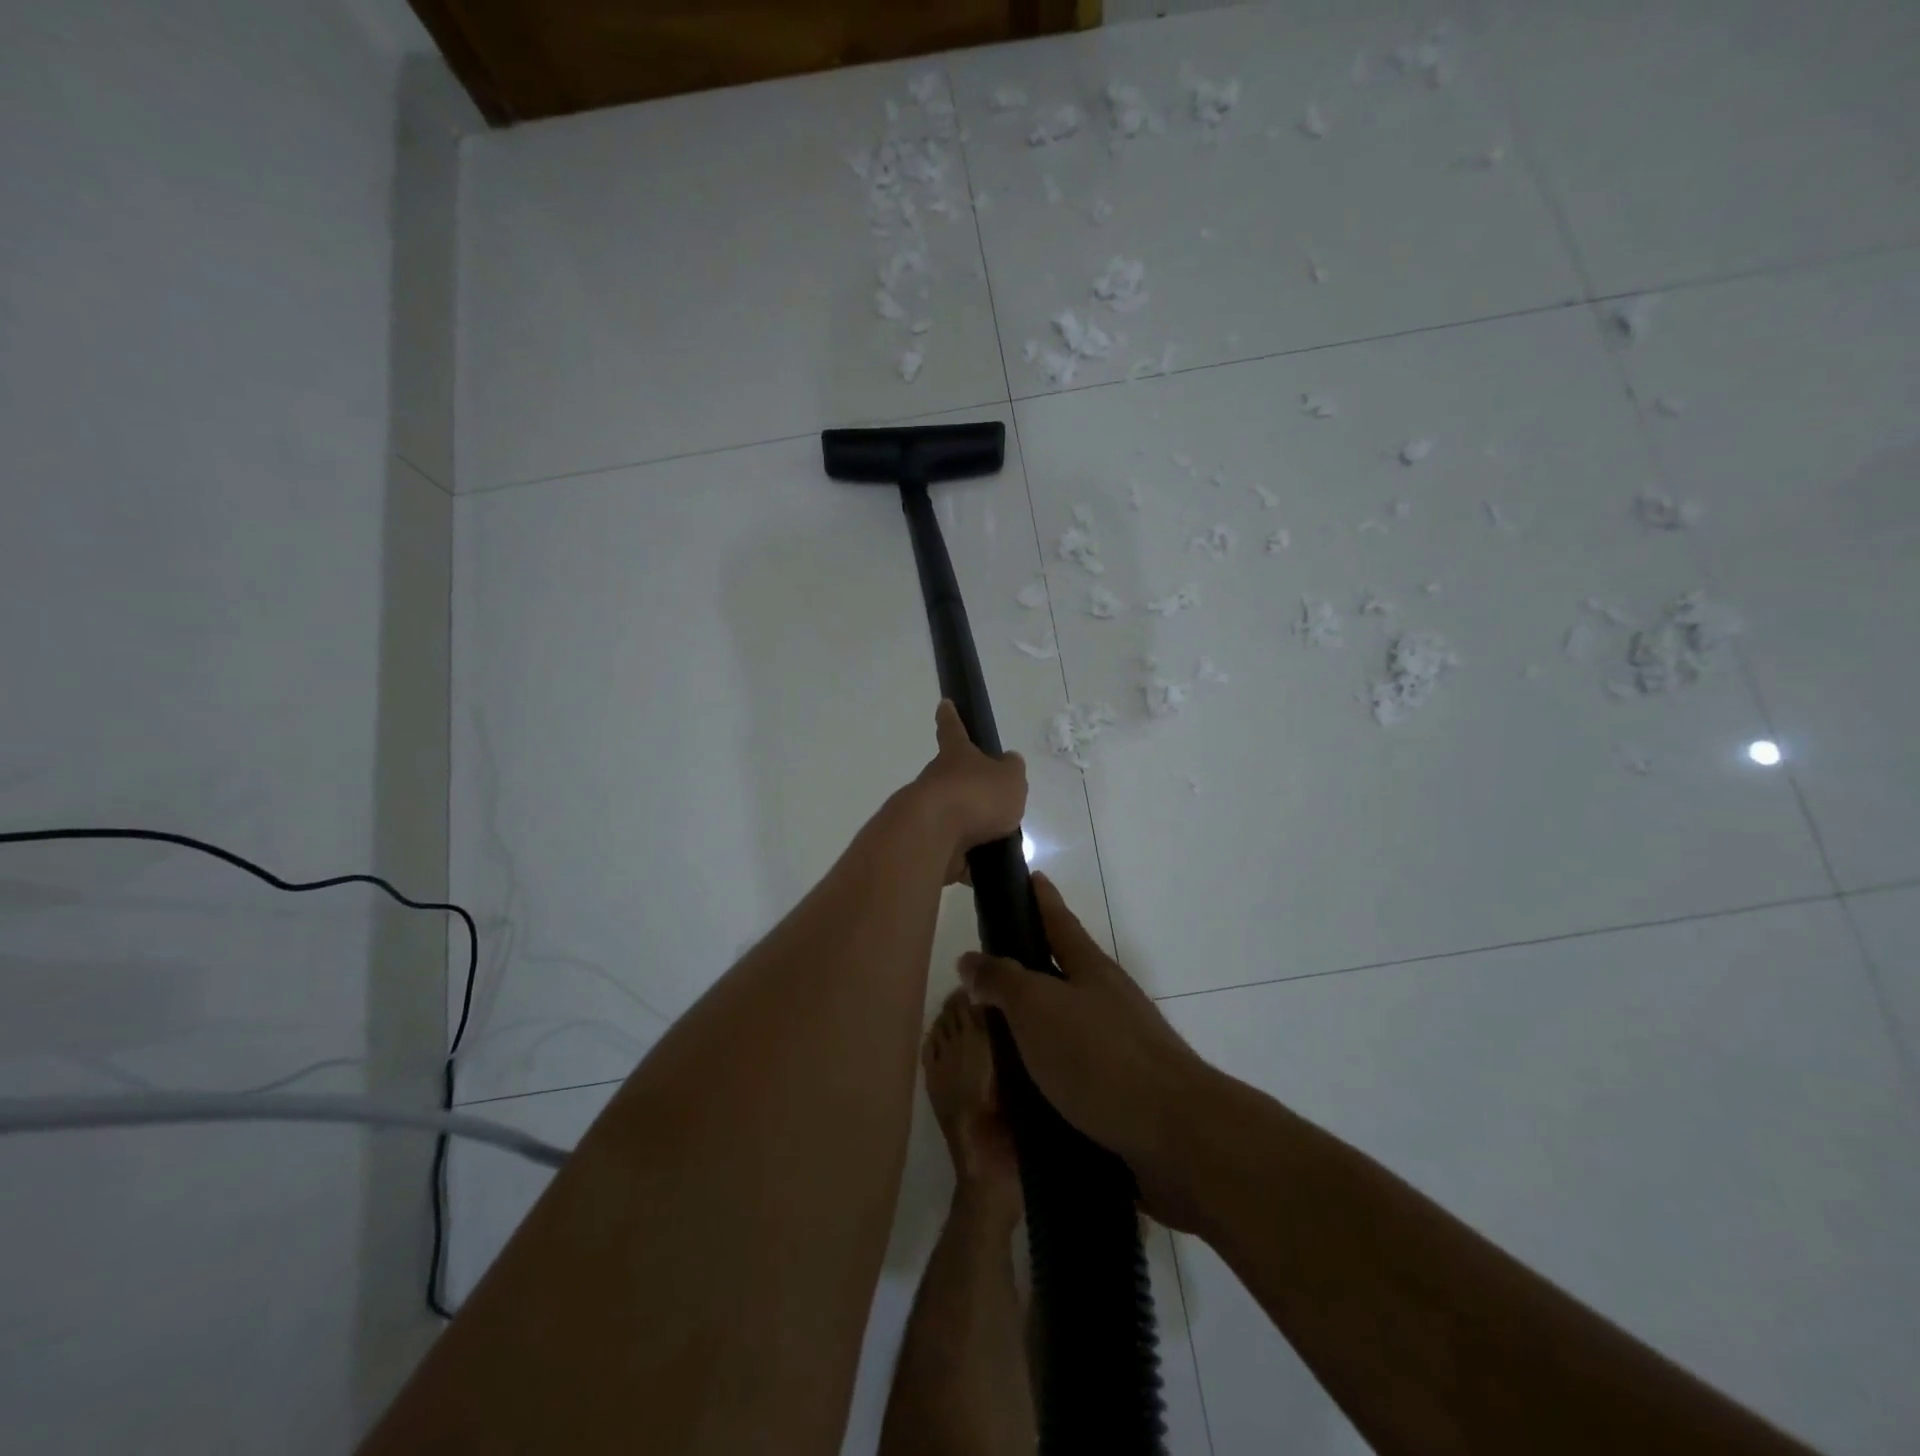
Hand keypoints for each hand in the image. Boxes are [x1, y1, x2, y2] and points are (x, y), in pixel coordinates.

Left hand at [911, 700, 1027, 883]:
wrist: (932, 836)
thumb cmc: (975, 796)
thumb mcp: (1010, 778)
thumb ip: (1011, 772)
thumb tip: (1008, 764)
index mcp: (956, 756)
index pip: (953, 729)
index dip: (951, 717)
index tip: (944, 704)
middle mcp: (936, 781)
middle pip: (953, 779)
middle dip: (969, 788)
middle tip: (995, 802)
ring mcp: (928, 814)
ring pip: (953, 817)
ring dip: (971, 828)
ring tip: (999, 841)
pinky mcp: (926, 846)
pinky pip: (952, 853)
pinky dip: (967, 862)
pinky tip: (985, 871)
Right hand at [959, 874, 1212, 1230]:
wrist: (1177, 1136)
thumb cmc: (1101, 1057)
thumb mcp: (1038, 1008)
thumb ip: (1002, 981)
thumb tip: (971, 960)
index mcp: (1090, 971)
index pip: (1058, 922)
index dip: (1041, 899)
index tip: (1030, 875)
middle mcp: (1106, 1004)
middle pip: (1056, 983)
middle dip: (1018, 990)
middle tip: (977, 999)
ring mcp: (1117, 1052)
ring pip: (1055, 1044)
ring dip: (1021, 1057)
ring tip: (982, 1078)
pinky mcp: (1119, 1099)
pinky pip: (1064, 1093)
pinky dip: (1035, 1104)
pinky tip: (1009, 1129)